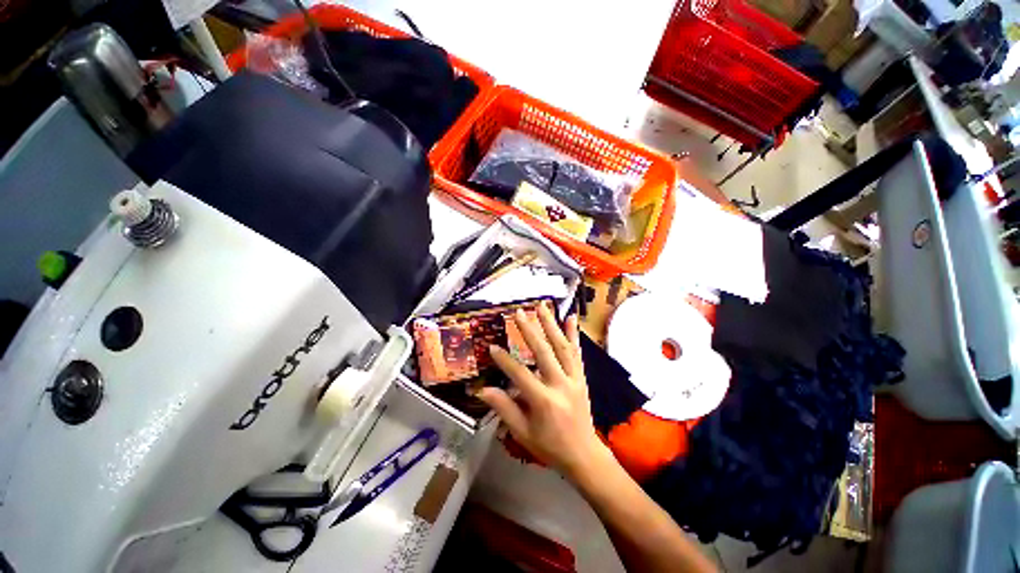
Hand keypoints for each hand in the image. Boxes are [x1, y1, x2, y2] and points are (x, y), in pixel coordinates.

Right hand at [478, 305, 612, 479]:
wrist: (584, 455)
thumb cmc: (549, 446)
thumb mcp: (523, 433)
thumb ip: (504, 409)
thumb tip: (483, 390)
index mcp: (544, 401)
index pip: (520, 375)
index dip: (505, 361)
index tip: (492, 347)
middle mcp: (561, 385)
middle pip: (543, 352)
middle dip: (529, 331)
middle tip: (518, 313)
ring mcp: (574, 379)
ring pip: (562, 347)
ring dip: (551, 325)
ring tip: (542, 307)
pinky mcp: (581, 377)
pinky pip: (577, 353)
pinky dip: (573, 334)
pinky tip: (571, 318)